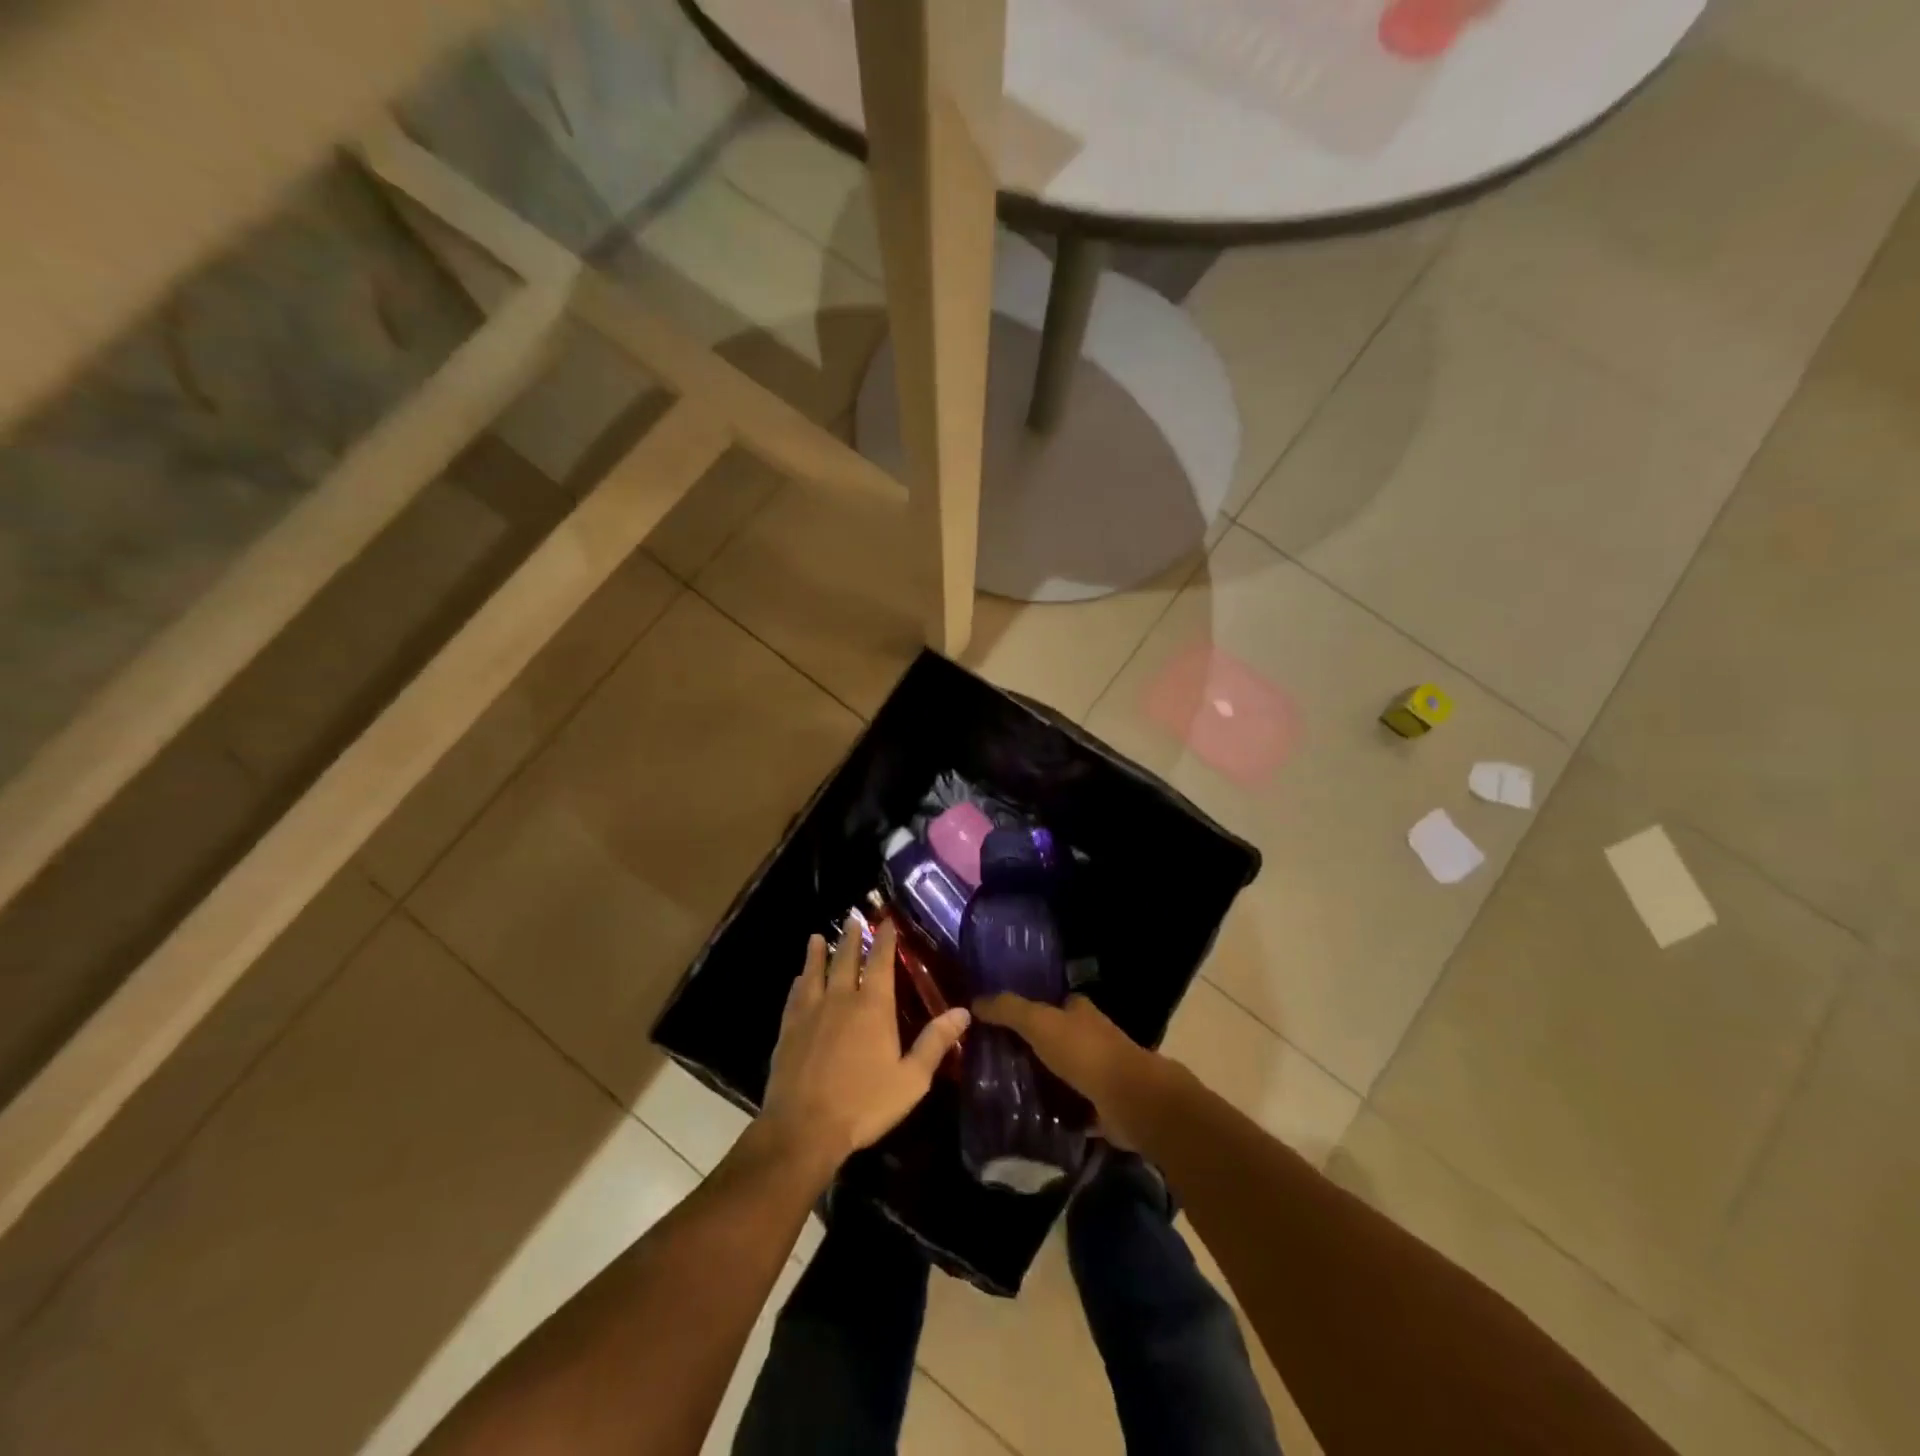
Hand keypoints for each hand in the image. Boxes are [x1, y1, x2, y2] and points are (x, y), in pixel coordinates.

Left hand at [760, 918, 970, 1177]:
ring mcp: (811, 1013)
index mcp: (873, 1007)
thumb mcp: (911, 1079)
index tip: (888, 922)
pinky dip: (798, 983)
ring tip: (817, 937)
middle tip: (853, 919)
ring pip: (815, 972)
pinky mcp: (788, 1030)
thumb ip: (935, 1043)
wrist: (803, 1128)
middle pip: (846, 959)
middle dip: (852, 938)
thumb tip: (963, 1012)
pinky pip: (794, 997)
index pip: (882, 962)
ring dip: (818, 953)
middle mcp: (841, 999)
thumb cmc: (864, 1104)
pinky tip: (798, 979)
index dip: (886, 940)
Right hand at [974, 993, 1166, 1148]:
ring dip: (1043, 1079)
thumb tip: (975, 1000)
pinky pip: (1072, 1104)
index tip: (1000, 1021)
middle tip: (995, 1058)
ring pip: (1064, 1070)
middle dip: (1033, 1046)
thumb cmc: (1084, 1052)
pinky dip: (1056, 1109)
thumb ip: (1008, 1009)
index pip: (1053, 1003)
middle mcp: (1092, 1036)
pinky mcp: (1101, 1105)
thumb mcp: (1039, 1022)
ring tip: (1005, 1089)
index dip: (1029, 1008)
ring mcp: (1099, 1072)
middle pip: (1057, 1037)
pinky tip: (1030, 1116)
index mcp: (1080, 1011)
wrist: (1128, 1099)